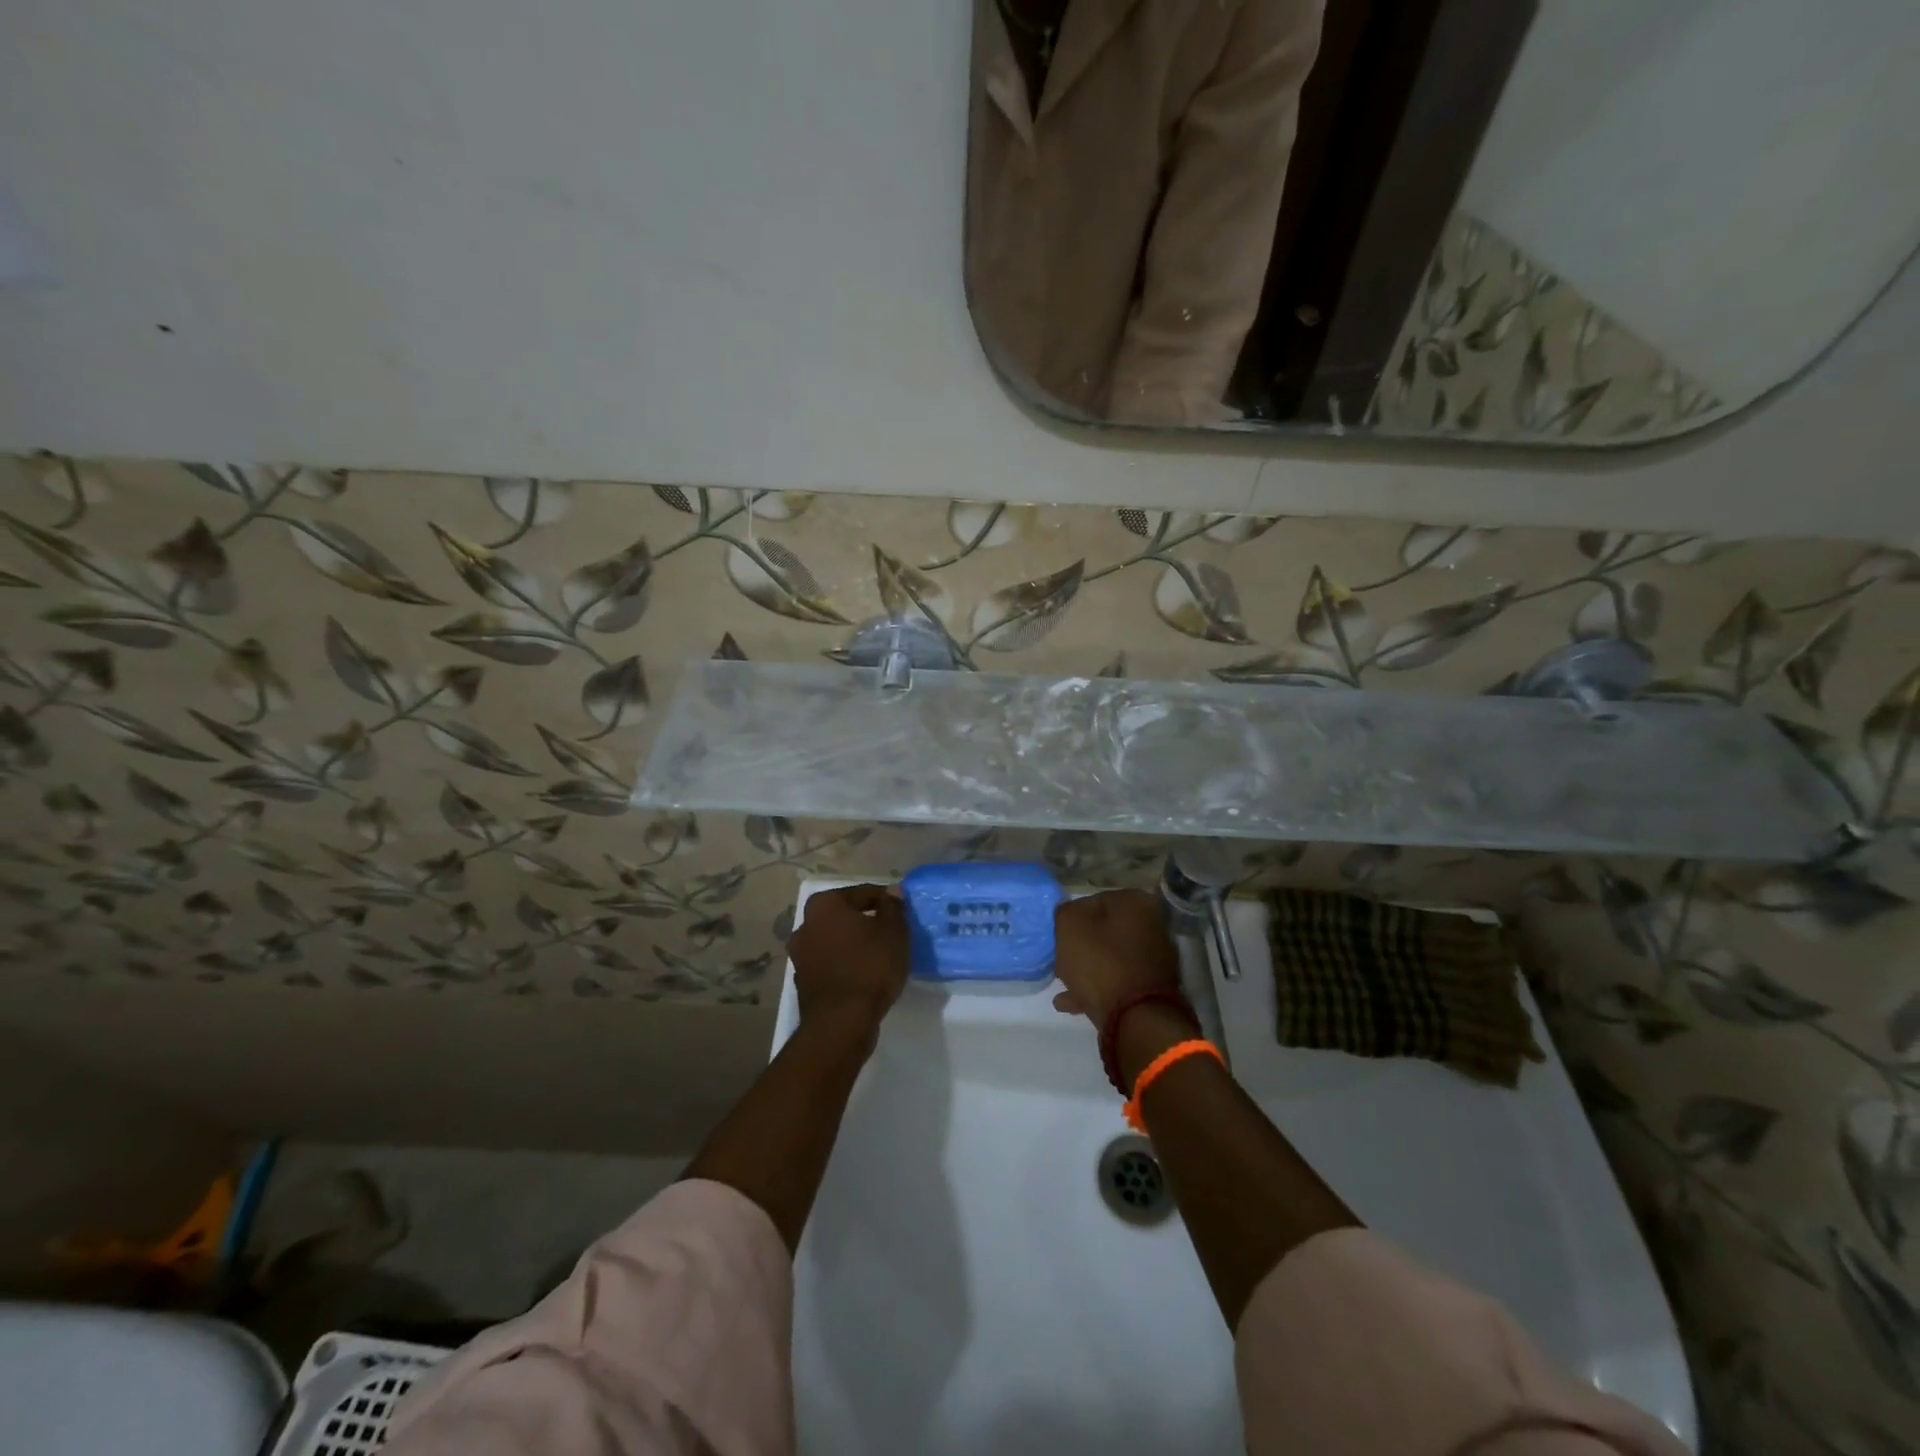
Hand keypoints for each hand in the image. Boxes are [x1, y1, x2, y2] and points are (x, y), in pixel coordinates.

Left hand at [790, 884, 910, 1034]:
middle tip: (890, 932)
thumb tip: (892, 891)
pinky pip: (830, 963)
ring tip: (879, 954)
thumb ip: (893, 907)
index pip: (862, 893)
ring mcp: (800, 955)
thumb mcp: (894, 932)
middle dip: (865, 921)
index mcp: (824, 905)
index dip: (886, 900)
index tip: (902, 911)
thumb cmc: (870, 967)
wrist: (841, 1022)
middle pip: (844, 916)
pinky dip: (845, 964)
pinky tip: (864, 973)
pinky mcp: (803, 981)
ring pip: (835, 940)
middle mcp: (805, 924)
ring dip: (853, 944)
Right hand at [1051, 889, 1182, 1030]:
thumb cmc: (1101, 962)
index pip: (1092, 901)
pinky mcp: (1153, 989)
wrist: (1136, 1018)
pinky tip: (1071, 1003)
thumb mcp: (1069, 926)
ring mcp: (1155, 958)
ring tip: (1061, 983)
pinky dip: (1096, 988)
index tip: (1056, 935)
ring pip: (1110, 957)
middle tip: (1058, 958)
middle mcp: (1152, 925)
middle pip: (1103, 931)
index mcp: (1136, 902)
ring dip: (1085, 969)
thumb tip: (1070, 915)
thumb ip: (1064, 912)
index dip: (1070, 919)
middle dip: (1079, 946)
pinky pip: (1117, 982)